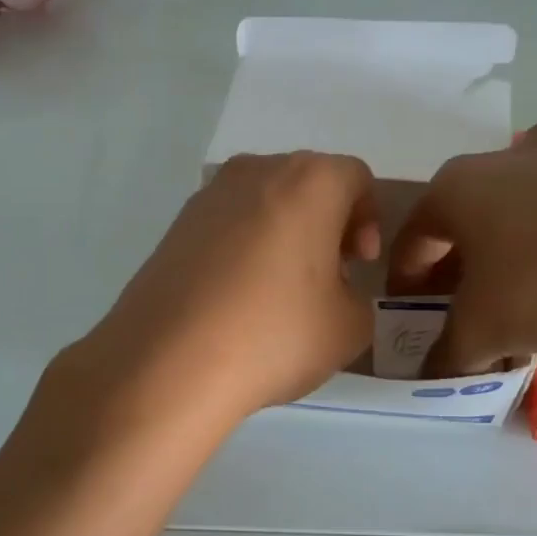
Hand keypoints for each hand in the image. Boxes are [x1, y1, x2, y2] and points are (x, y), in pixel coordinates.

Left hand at [71, 152, 378, 427]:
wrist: (168, 362)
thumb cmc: (273, 335)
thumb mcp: (349, 328)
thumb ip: (358, 299)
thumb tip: (335, 292)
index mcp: (309, 182)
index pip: (356, 178)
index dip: (368, 220)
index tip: (359, 265)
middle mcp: (257, 172)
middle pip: (308, 183)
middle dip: (327, 223)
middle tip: (327, 276)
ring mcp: (208, 196)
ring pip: (264, 201)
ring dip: (284, 232)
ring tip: (278, 289)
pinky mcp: (174, 226)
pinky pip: (227, 224)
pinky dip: (243, 247)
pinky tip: (237, 297)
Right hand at [387, 123, 536, 374]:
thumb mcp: (485, 329)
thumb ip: (450, 354)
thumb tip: (435, 375)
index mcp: (455, 190)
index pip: (413, 239)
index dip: (405, 280)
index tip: (410, 312)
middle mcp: (500, 162)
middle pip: (464, 221)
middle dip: (458, 267)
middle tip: (465, 308)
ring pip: (518, 210)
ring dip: (510, 250)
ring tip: (524, 294)